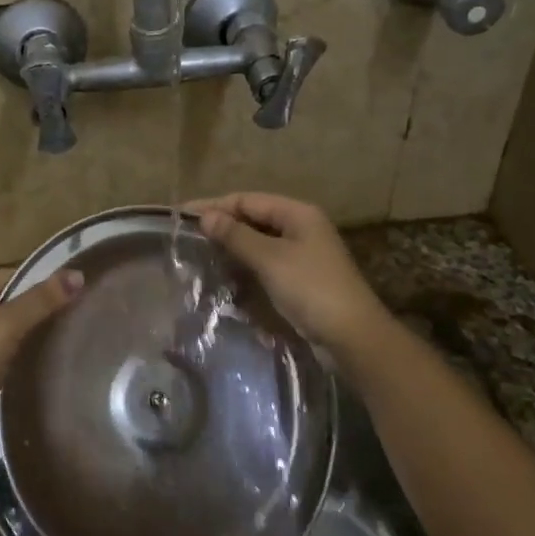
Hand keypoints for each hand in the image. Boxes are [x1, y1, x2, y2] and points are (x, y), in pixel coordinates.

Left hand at [0, 266, 82, 456]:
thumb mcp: (3, 330)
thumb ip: (40, 301)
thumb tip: (79, 274)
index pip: (15, 275)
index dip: (48, 286)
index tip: (86, 296)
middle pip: (14, 299)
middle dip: (44, 311)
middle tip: (86, 318)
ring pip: (12, 327)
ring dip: (36, 334)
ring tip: (78, 337)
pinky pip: (6, 349)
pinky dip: (24, 353)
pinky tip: (53, 359)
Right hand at [187, 192, 386, 351]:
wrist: (352, 336)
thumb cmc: (311, 289)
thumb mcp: (270, 259)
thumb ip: (236, 235)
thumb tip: (206, 216)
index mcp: (298, 213)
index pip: (247, 200)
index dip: (214, 206)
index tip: (182, 216)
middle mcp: (301, 227)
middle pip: (253, 219)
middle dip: (222, 226)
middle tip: (187, 237)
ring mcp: (302, 254)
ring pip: (259, 242)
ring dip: (232, 248)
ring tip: (200, 255)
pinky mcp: (300, 278)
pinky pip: (266, 263)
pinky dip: (245, 266)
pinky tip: (225, 276)